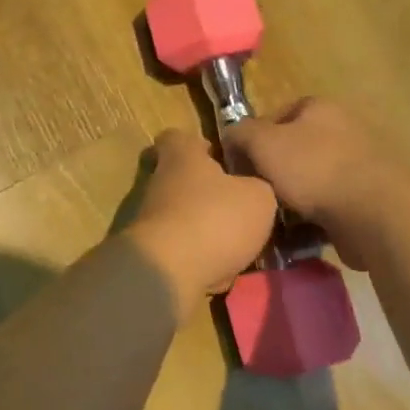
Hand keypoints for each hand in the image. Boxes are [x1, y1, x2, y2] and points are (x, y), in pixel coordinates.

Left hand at [127, 129, 277, 315]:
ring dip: (207, 228)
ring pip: (184, 217)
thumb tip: (253, 188)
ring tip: (239, 244)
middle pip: (182, 179)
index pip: (177, 137)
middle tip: (240, 205)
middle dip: (209, 192)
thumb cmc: (215, 219)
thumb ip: (258, 186)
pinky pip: (182, 250)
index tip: (217, 155)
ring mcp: (151, 219)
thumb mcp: (258, 197)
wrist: (169, 273)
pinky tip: (223, 272)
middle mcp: (160, 182)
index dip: (197, 143)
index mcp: (181, 157)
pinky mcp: (152, 253)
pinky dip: (200, 258)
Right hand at [224, 99, 403, 270]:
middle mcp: (343, 129)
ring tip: (275, 220)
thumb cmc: (314, 169)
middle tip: (256, 193)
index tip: (240, 164)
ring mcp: (360, 164)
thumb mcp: (262, 143)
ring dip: (293, 199)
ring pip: (312, 180)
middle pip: (295, 149)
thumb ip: (241, 133)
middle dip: (274, 172)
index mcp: (319, 108)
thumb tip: (231, 135)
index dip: (254, 138)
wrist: (376, 213)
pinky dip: (315, 219)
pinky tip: (300, 235)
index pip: (277, 115)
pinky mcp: (370, 198)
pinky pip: (331, 206)